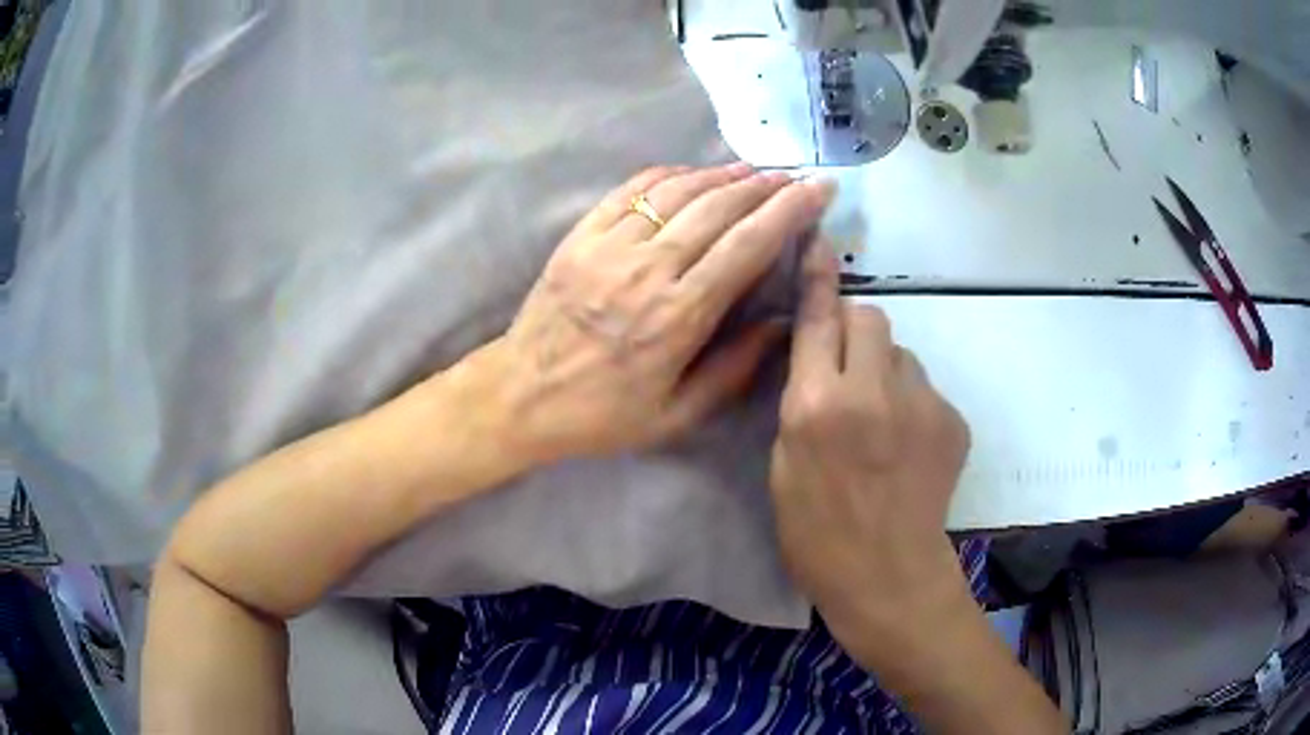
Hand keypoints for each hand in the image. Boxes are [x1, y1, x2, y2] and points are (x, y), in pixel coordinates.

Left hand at [474, 164, 835, 463]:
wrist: (520, 396)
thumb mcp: (677, 414)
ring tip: (753, 171)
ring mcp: (610, 246)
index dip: (789, 211)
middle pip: (719, 208)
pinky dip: (668, 174)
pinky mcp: (581, 236)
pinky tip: (692, 173)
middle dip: (766, 186)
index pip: (748, 245)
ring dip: (722, 175)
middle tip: (794, 175)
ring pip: (678, 192)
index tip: (818, 189)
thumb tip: (780, 323)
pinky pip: (632, 191)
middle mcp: (648, 269)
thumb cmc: (602, 413)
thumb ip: (734, 368)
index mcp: (679, 315)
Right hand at [769, 243, 973, 664]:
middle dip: (856, 332)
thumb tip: (816, 361)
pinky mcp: (953, 420)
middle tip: (849, 373)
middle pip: (871, 317)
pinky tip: (909, 447)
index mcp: (815, 406)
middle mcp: (871, 392)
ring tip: (883, 421)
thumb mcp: (783, 466)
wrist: (888, 577)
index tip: (818, 241)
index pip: (818, 320)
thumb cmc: (816, 534)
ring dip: (887, 371)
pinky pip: (926, 389)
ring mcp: (921, 404)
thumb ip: (799, 402)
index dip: (818, 279)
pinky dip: (913, 404)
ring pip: (902, 353)